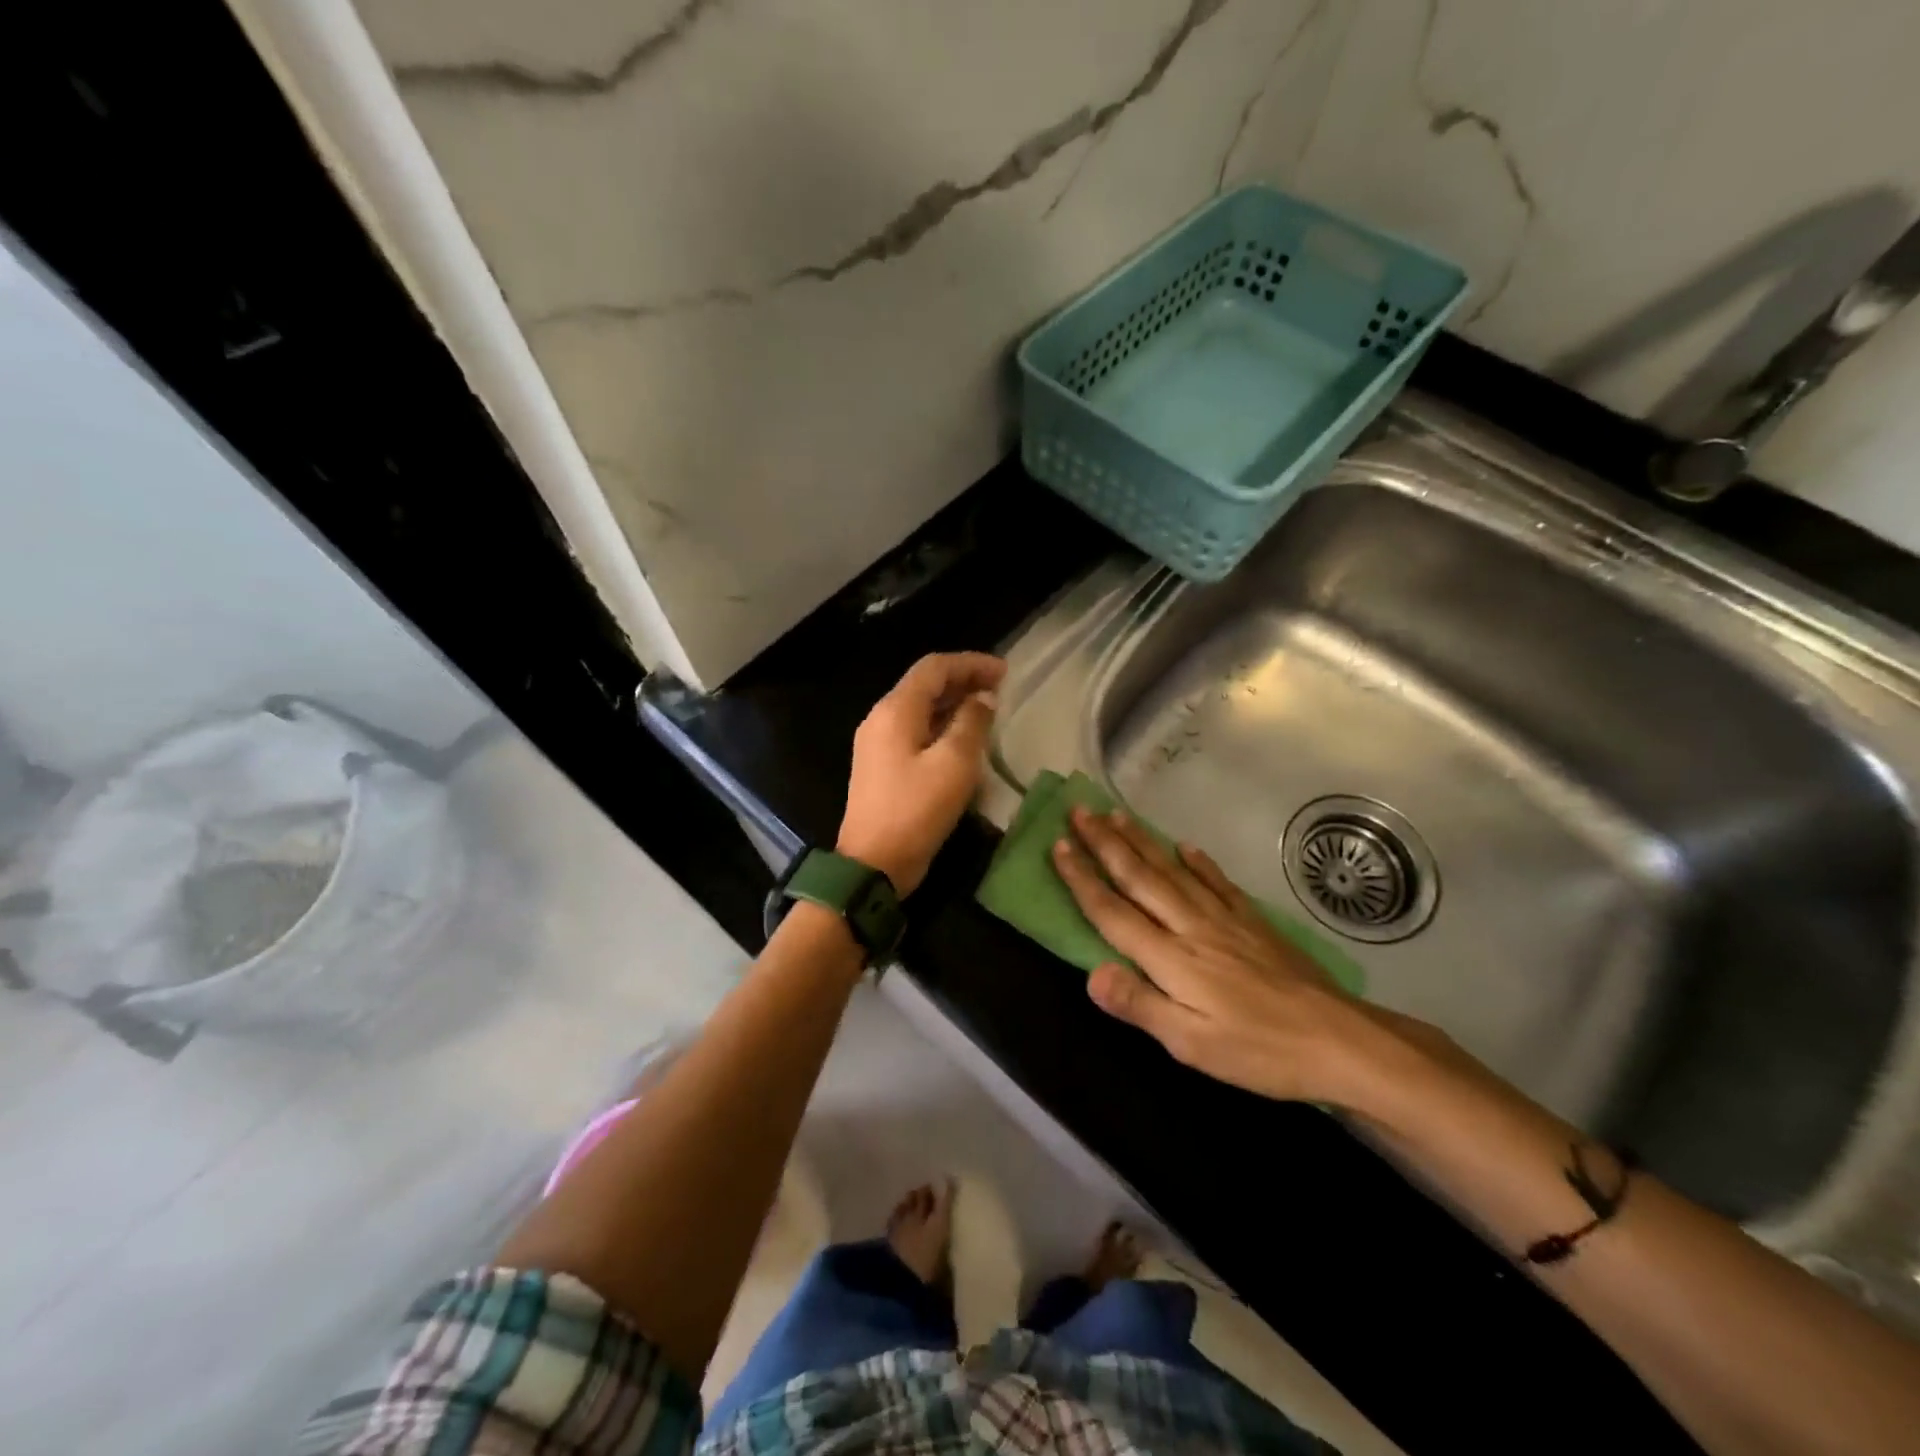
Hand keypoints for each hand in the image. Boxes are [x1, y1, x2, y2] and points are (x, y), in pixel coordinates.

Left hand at [837, 652, 1005, 895]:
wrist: (873, 863)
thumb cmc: (916, 810)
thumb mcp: (954, 764)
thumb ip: (971, 723)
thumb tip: (983, 699)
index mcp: (895, 710)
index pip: (934, 668)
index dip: (971, 663)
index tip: (1005, 672)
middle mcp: (881, 718)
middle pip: (925, 685)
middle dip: (964, 681)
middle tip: (1001, 689)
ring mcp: (878, 743)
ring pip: (920, 709)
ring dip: (954, 704)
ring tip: (988, 710)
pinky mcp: (882, 766)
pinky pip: (915, 732)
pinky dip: (942, 726)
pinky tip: (964, 739)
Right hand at [1053, 805, 1443, 1109]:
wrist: (1340, 1041)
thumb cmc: (1260, 1051)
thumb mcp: (1193, 1045)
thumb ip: (1141, 1006)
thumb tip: (1091, 973)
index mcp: (1171, 958)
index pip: (1114, 912)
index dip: (1082, 879)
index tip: (1058, 847)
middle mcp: (1191, 927)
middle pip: (1139, 878)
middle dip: (1105, 844)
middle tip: (1079, 812)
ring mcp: (1225, 920)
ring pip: (1173, 871)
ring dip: (1141, 842)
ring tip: (1117, 815)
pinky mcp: (1254, 922)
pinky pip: (1218, 883)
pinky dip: (1199, 862)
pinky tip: (1186, 846)